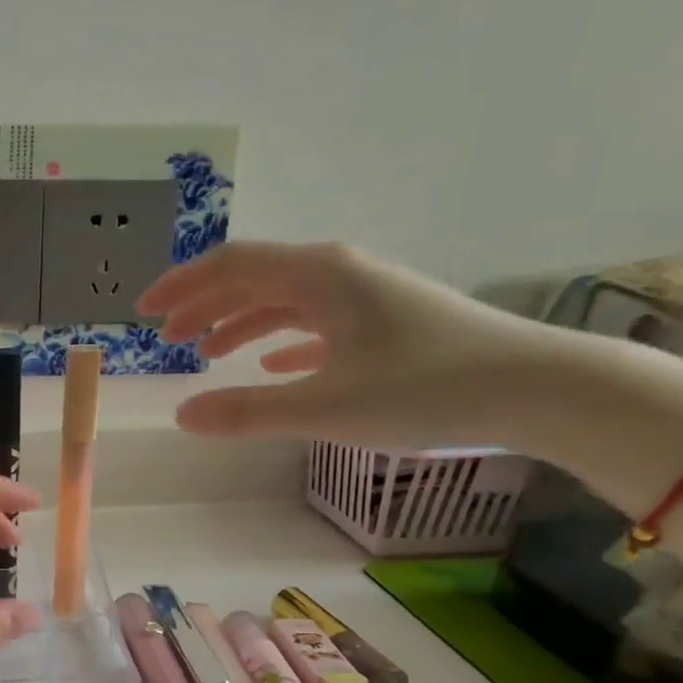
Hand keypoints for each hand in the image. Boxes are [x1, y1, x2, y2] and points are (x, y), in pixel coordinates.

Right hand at [137, 239, 556, 449]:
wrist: (537, 387)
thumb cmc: (426, 389)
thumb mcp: (326, 407)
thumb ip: (248, 411)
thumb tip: (182, 416)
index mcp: (320, 276)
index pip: (232, 265)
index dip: (182, 286)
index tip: (144, 313)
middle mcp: (339, 273)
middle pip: (255, 277)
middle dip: (204, 304)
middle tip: (166, 337)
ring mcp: (366, 295)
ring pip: (285, 299)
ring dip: (240, 321)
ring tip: (207, 352)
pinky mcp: (386, 322)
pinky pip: (318, 321)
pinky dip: (284, 338)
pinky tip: (274, 362)